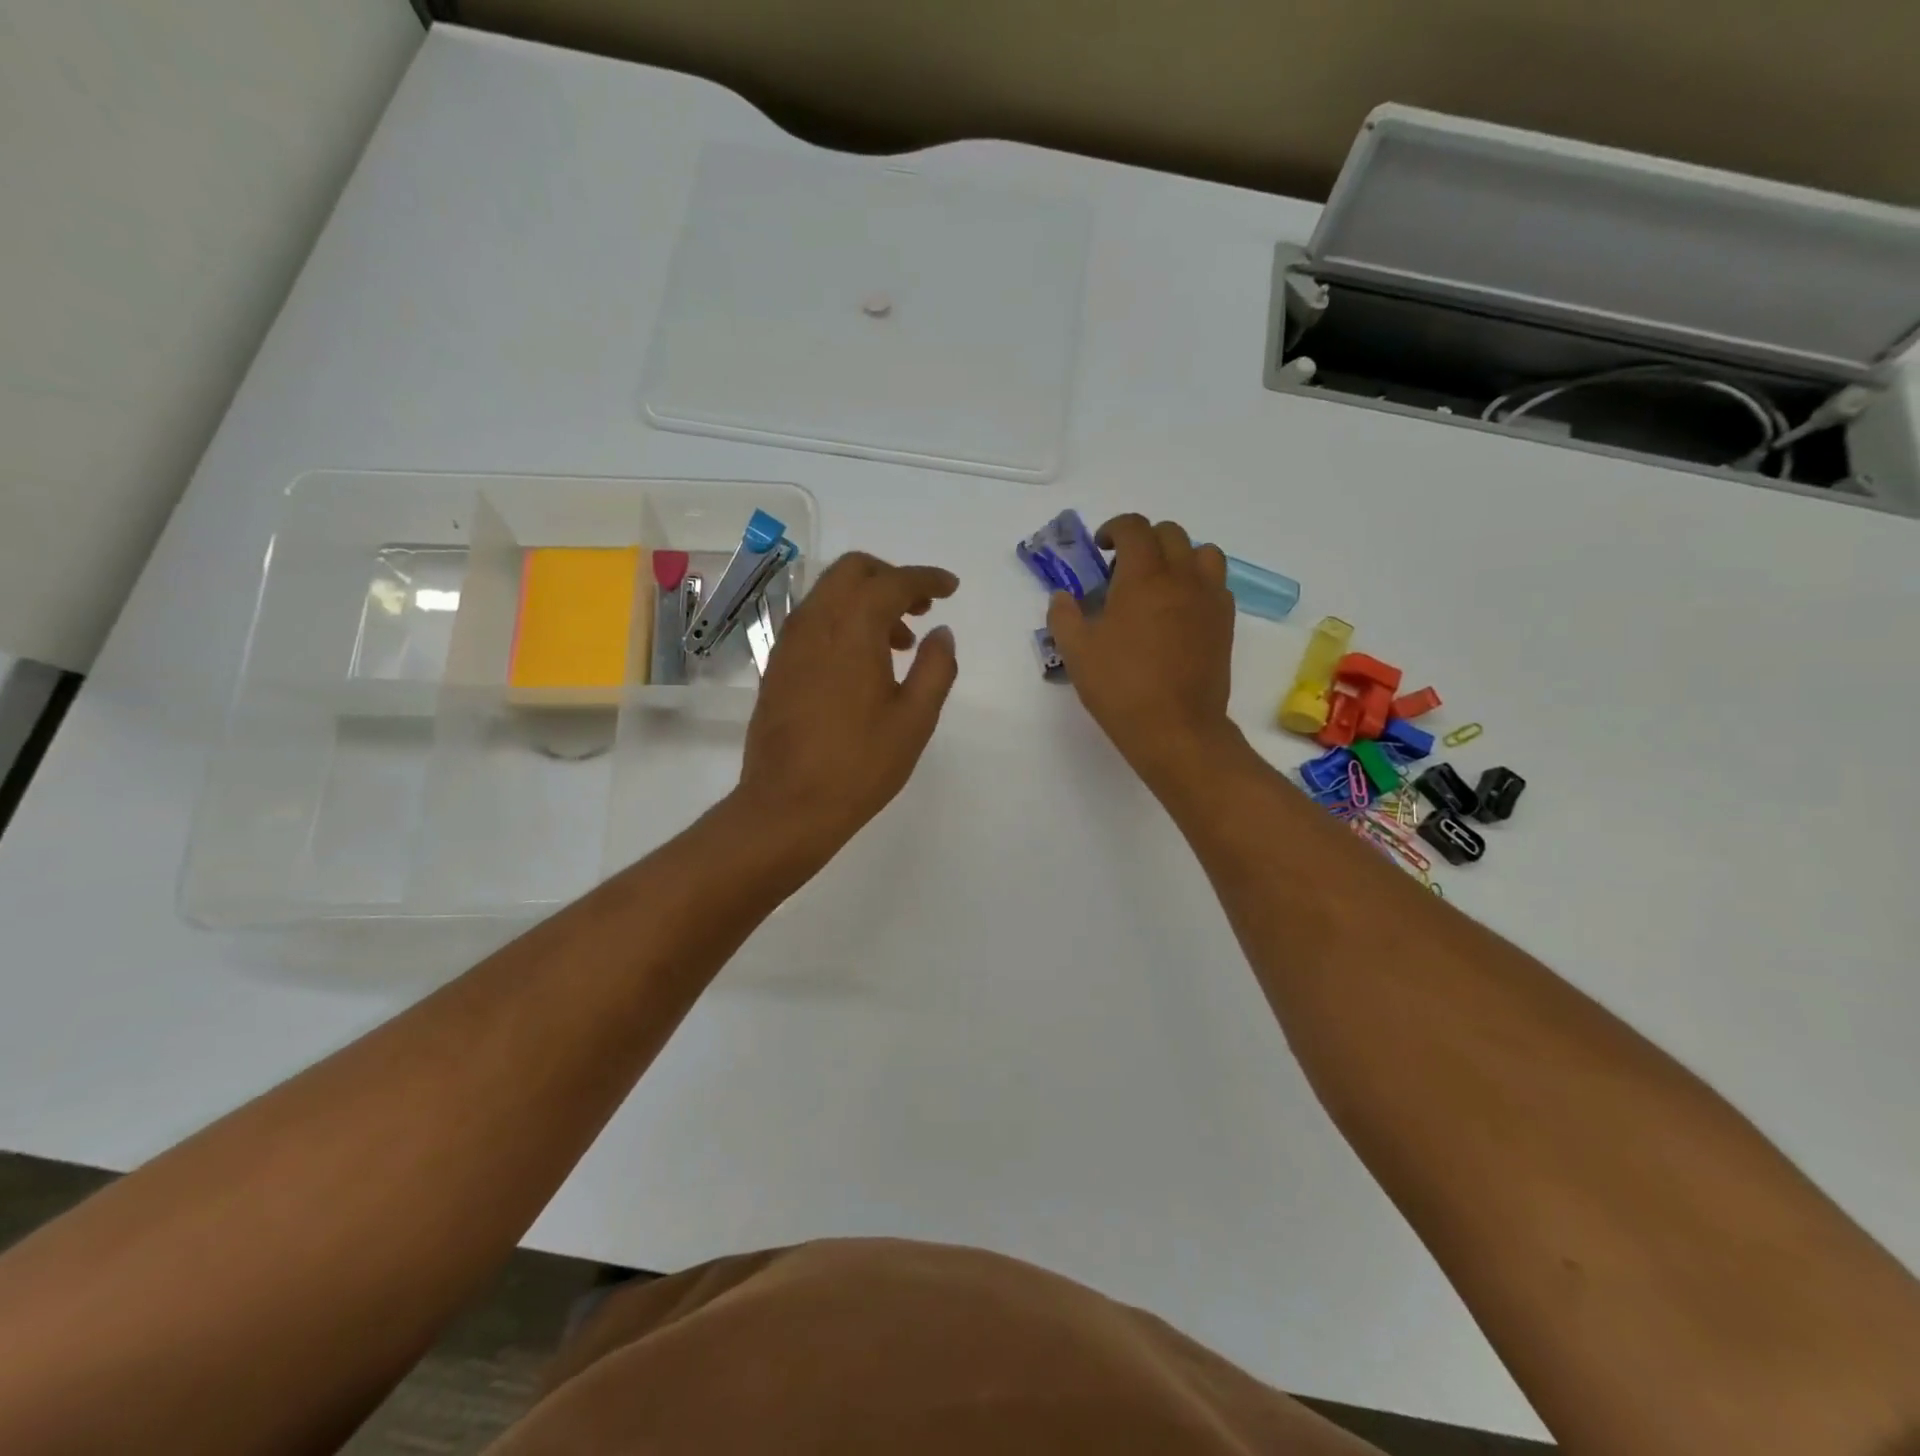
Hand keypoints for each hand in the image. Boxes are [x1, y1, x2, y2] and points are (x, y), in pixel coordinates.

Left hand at [738, 552, 958, 856]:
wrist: (787, 806)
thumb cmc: (859, 765)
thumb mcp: (915, 719)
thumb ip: (936, 668)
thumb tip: (942, 633)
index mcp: (852, 628)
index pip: (892, 582)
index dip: (926, 578)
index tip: (951, 588)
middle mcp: (815, 622)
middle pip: (853, 571)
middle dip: (891, 578)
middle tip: (922, 608)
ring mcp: (789, 643)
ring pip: (830, 593)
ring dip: (866, 600)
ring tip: (900, 642)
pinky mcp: (777, 665)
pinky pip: (814, 620)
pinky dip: (843, 621)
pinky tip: (863, 662)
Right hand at [1048, 514, 1237, 788]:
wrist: (1176, 728)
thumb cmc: (1121, 687)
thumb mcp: (1077, 652)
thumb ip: (1064, 616)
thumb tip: (1062, 597)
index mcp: (1143, 577)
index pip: (1134, 528)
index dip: (1114, 529)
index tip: (1101, 548)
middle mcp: (1181, 577)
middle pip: (1170, 534)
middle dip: (1144, 541)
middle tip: (1123, 570)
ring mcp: (1209, 598)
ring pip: (1202, 553)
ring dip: (1178, 556)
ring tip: (1159, 584)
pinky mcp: (1225, 622)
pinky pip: (1216, 583)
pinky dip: (1197, 583)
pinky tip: (1178, 611)